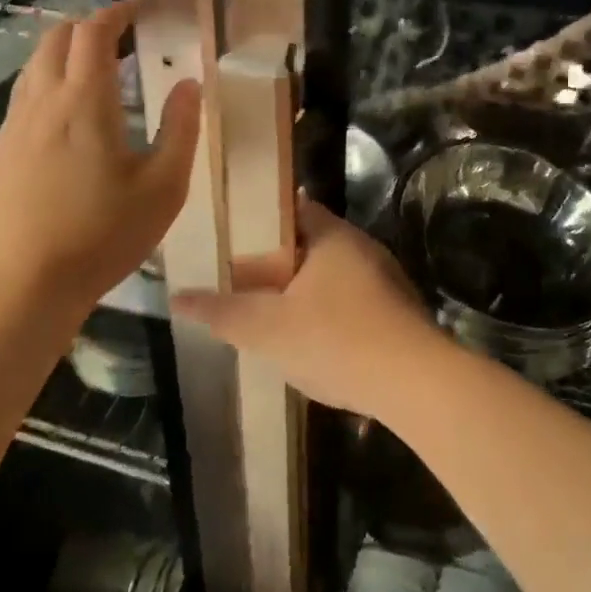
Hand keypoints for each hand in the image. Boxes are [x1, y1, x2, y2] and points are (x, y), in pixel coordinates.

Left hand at [0, 0, 201, 323]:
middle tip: (126, 38)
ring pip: (36, 65)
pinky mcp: (1, 151)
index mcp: (84, 102)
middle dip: (92, 26)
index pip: (95, 32)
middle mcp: (42, 102)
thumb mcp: (163, 188)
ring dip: (68, 53)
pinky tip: (71, 118)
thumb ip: (180, 130)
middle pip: (57, 38)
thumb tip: (188, 83)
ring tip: (102, 72)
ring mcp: (14, 127)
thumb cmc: (101, 237)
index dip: (120, 11)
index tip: (144, 6)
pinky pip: (26, 96)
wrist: (18, 287)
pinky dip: (51, 83)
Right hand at [172, 200, 454, 416]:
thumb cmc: (335, 341)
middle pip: (312, 242)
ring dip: (304, 289)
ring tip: (271, 311)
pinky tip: (313, 340)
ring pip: (333, 274)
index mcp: (332, 236)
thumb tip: (176, 296)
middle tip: (243, 279)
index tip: (233, 235)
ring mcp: (385, 279)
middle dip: (279, 259)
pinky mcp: (397, 311)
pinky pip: (352, 300)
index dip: (261, 219)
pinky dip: (328, 311)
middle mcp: (362, 247)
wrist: (414, 383)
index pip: (293, 208)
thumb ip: (221, 311)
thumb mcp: (267, 329)